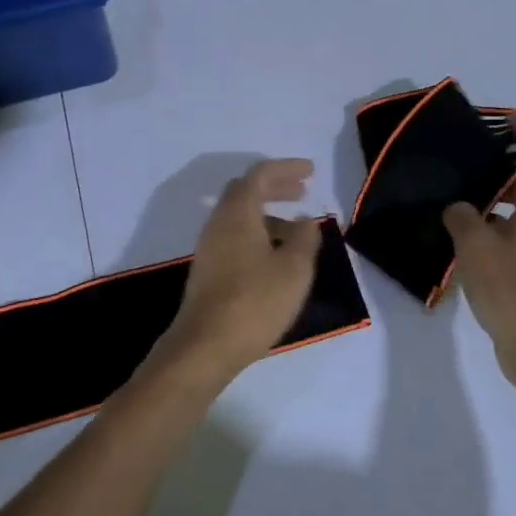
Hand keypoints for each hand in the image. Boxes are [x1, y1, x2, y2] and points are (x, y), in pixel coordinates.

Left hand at [156, 158, 323, 387]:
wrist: (205, 346)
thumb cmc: (255, 301)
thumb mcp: (294, 269)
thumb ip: (304, 238)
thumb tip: (305, 220)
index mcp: (238, 214)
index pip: (260, 175)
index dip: (286, 169)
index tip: (311, 171)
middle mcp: (218, 223)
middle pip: (245, 191)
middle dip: (275, 187)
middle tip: (302, 192)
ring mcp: (209, 248)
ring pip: (239, 217)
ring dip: (267, 214)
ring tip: (296, 230)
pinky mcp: (208, 271)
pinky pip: (235, 237)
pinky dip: (258, 234)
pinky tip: (275, 256)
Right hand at [442, 113, 515, 398]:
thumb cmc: (512, 287)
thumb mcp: (476, 245)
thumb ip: (462, 216)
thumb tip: (459, 208)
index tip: (502, 115)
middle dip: (501, 163)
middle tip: (467, 156)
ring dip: (492, 197)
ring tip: (456, 194)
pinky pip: (511, 232)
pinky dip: (490, 225)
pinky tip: (460, 236)